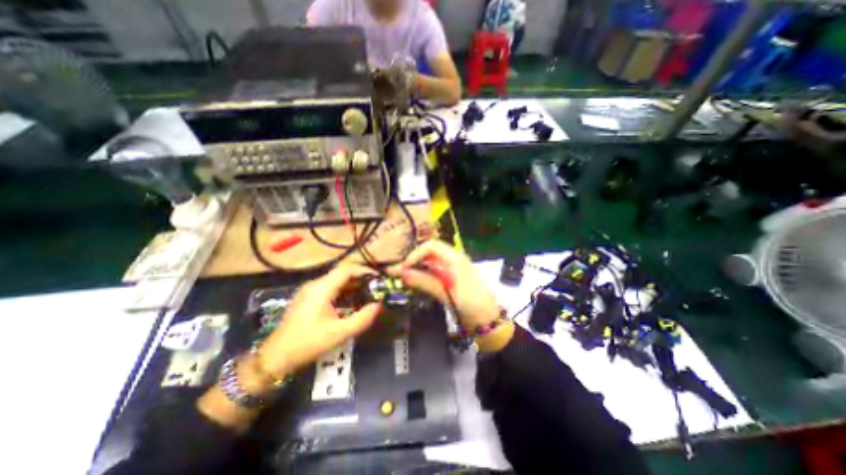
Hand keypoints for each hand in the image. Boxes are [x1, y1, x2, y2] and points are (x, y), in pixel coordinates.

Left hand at [252, 265, 381, 386]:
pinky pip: (329, 289)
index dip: (364, 271)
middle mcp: (315, 285)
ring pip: (336, 282)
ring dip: (352, 286)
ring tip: (367, 294)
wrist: (275, 358)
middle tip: (375, 287)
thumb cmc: (308, 343)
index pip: (346, 270)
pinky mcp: (308, 299)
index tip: (378, 278)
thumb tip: (378, 306)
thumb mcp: (339, 333)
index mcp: (322, 288)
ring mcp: (310, 291)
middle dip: (360, 279)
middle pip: (341, 274)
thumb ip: (362, 318)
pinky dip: (343, 292)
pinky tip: (351, 303)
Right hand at [390, 239, 500, 331]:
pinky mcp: (448, 280)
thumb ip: (426, 282)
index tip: (405, 267)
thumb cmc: (472, 305)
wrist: (487, 321)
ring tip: (397, 276)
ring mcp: (450, 270)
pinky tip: (411, 281)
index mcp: (455, 258)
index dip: (416, 254)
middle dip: (411, 261)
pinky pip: (431, 273)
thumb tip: (404, 273)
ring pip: (428, 264)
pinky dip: (420, 276)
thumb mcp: (448, 293)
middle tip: (394, 272)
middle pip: (428, 254)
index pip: (431, 246)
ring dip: (413, 269)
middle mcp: (452, 260)